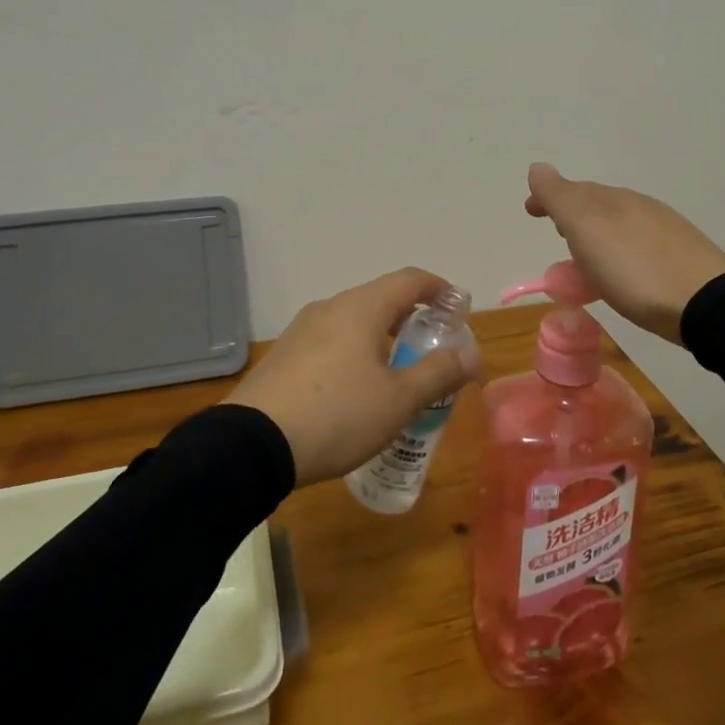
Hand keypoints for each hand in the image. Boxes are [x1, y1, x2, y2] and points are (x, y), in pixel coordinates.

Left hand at [222, 267, 481, 485]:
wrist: (252, 445)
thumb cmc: (338, 415)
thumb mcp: (398, 400)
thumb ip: (439, 373)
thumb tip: (472, 354)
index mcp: (362, 307)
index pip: (410, 279)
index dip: (439, 289)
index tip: (457, 308)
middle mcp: (331, 307)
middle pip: (381, 299)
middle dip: (412, 318)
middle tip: (432, 347)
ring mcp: (302, 330)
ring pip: (354, 321)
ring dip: (382, 338)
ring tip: (397, 373)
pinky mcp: (284, 355)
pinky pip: (331, 341)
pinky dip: (355, 352)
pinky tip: (356, 390)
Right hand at [524, 162, 724, 343]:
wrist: (707, 304)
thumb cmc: (635, 269)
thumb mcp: (587, 230)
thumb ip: (560, 198)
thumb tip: (537, 167)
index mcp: (613, 199)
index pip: (572, 189)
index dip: (548, 197)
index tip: (530, 211)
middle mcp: (639, 206)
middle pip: (597, 204)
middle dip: (573, 215)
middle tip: (558, 234)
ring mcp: (664, 230)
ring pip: (619, 224)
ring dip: (597, 235)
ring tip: (585, 260)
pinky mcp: (681, 257)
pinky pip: (637, 245)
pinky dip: (619, 251)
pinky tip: (623, 274)